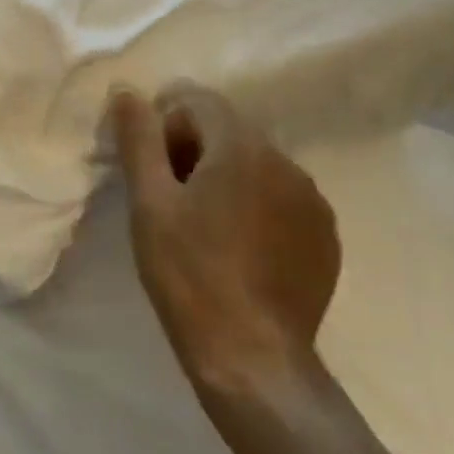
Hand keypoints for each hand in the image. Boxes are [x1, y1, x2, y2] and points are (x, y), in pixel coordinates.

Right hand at [106, 83, 341, 394]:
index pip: (197, 102)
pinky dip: (259, 206)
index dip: (167, 128)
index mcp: (241, 145)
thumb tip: (128, 92)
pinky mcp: (325, 234)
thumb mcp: (150, 204)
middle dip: (196, 150)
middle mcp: (284, 159)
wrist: (253, 361)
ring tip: (207, 227)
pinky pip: (283, 197)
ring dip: (229, 177)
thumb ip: (139, 140)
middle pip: (229, 130)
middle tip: (173, 200)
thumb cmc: (190, 276)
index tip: (154, 172)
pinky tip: (242, 248)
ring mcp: (311, 198)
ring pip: (257, 164)